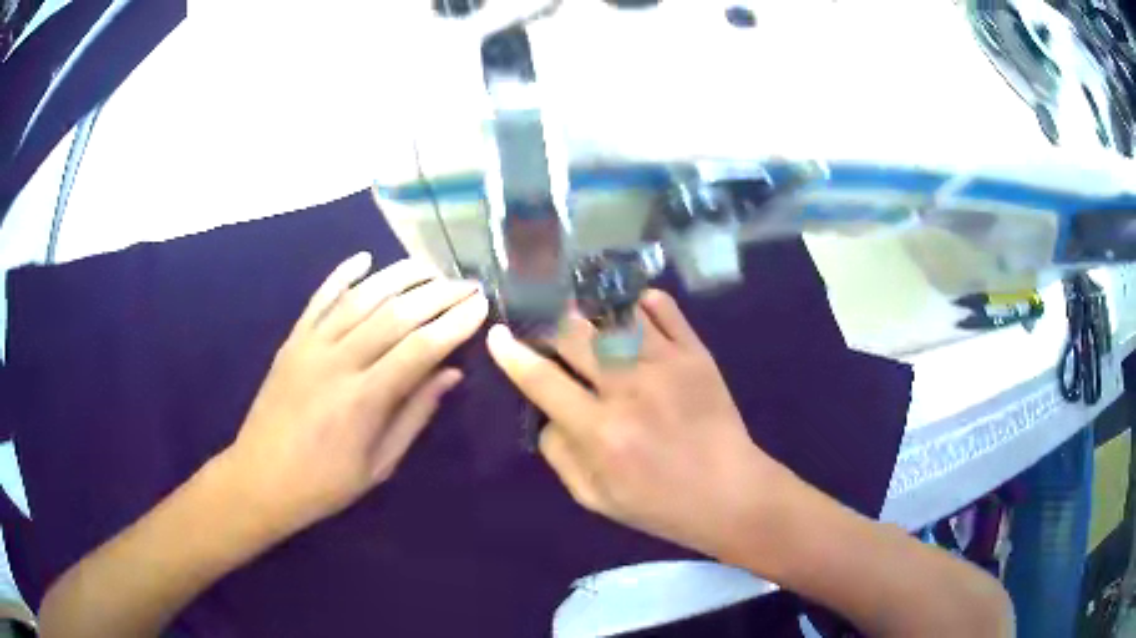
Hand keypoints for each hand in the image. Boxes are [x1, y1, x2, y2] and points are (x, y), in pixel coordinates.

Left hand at [222, 253, 488, 537]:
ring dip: (399, 276)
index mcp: (363, 400)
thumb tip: (450, 374)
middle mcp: (338, 362)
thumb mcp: (378, 465)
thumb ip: (414, 416)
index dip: (454, 323)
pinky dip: (343, 275)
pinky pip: (319, 299)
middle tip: (467, 283)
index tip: (481, 305)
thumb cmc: (325, 483)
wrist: (260, 478)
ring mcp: (311, 345)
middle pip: (396, 314)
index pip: (420, 348)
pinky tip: (364, 257)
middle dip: (438, 294)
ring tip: (430, 266)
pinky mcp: (292, 340)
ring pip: (361, 298)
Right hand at [486, 290, 790, 559]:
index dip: (513, 354)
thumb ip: (560, 454)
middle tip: (545, 328)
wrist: (729, 493)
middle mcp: (628, 389)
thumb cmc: (659, 504)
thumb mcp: (595, 497)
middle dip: (549, 327)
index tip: (498, 335)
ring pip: (614, 317)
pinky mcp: (695, 354)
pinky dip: (641, 302)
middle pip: (574, 336)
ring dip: (590, 310)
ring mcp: (666, 365)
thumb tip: (546, 413)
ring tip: (581, 311)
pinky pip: (663, 309)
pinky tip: (630, 308)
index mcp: (599, 431)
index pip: (541, 380)